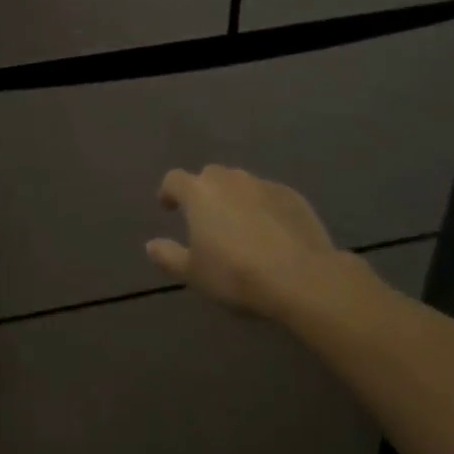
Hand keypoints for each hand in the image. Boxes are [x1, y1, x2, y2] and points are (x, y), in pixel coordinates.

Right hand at [147, 165, 372, 322]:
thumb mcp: (194, 274)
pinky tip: (271, 232)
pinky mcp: (294, 197)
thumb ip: (168, 256)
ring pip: (241, 184)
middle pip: (209, 176)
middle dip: (204, 192)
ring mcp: (264, 185)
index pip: (175, 179)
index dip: (169, 192)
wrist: (302, 278)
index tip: (168, 207)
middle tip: (206, 218)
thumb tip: (151, 245)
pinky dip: (263, 207)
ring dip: (235, 198)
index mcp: (199, 193)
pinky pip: (269, 196)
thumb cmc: (236, 274)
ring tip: (239, 225)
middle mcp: (229, 180)